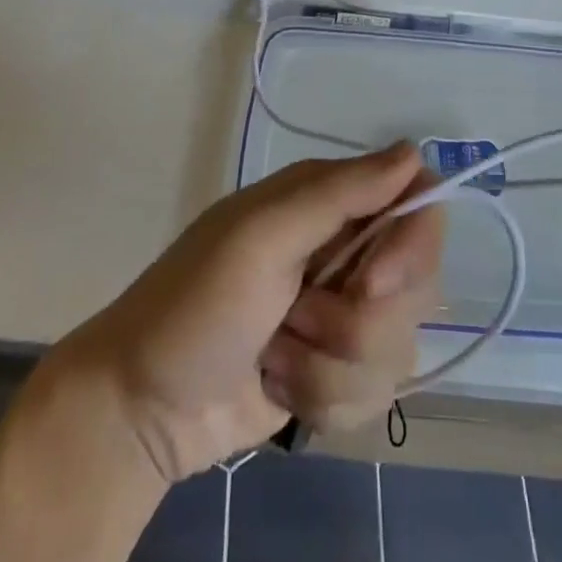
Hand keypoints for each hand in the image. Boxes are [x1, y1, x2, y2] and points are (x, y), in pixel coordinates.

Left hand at [39, 145, 443, 483]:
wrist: (143, 408)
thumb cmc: (195, 305)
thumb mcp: (261, 236)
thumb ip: (340, 194)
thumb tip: (414, 153)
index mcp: (328, 201)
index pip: (419, 201)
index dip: (413, 243)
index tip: (374, 283)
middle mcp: (346, 250)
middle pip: (417, 282)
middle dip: (358, 320)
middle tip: (298, 319)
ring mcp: (344, 314)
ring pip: (397, 346)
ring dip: (331, 365)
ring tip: (276, 356)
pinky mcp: (339, 371)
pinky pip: (376, 393)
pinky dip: (326, 398)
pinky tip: (281, 387)